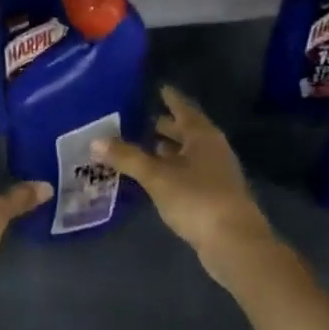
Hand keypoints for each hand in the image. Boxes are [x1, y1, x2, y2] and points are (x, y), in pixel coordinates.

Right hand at [90, 86, 273, 265]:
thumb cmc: (196, 198)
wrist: (233, 241)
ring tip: (146, 145)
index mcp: (203, 136)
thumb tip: (95, 141)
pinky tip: (158, 176)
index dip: (170, 99)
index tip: (158, 88)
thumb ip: (127, 157)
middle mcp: (213, 149)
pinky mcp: (214, 195)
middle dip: (167, 125)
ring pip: (189, 153)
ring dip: (170, 149)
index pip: (183, 108)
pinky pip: (190, 172)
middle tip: (143, 119)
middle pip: (187, 131)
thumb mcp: (156, 176)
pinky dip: (173, 169)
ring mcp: (217, 173)